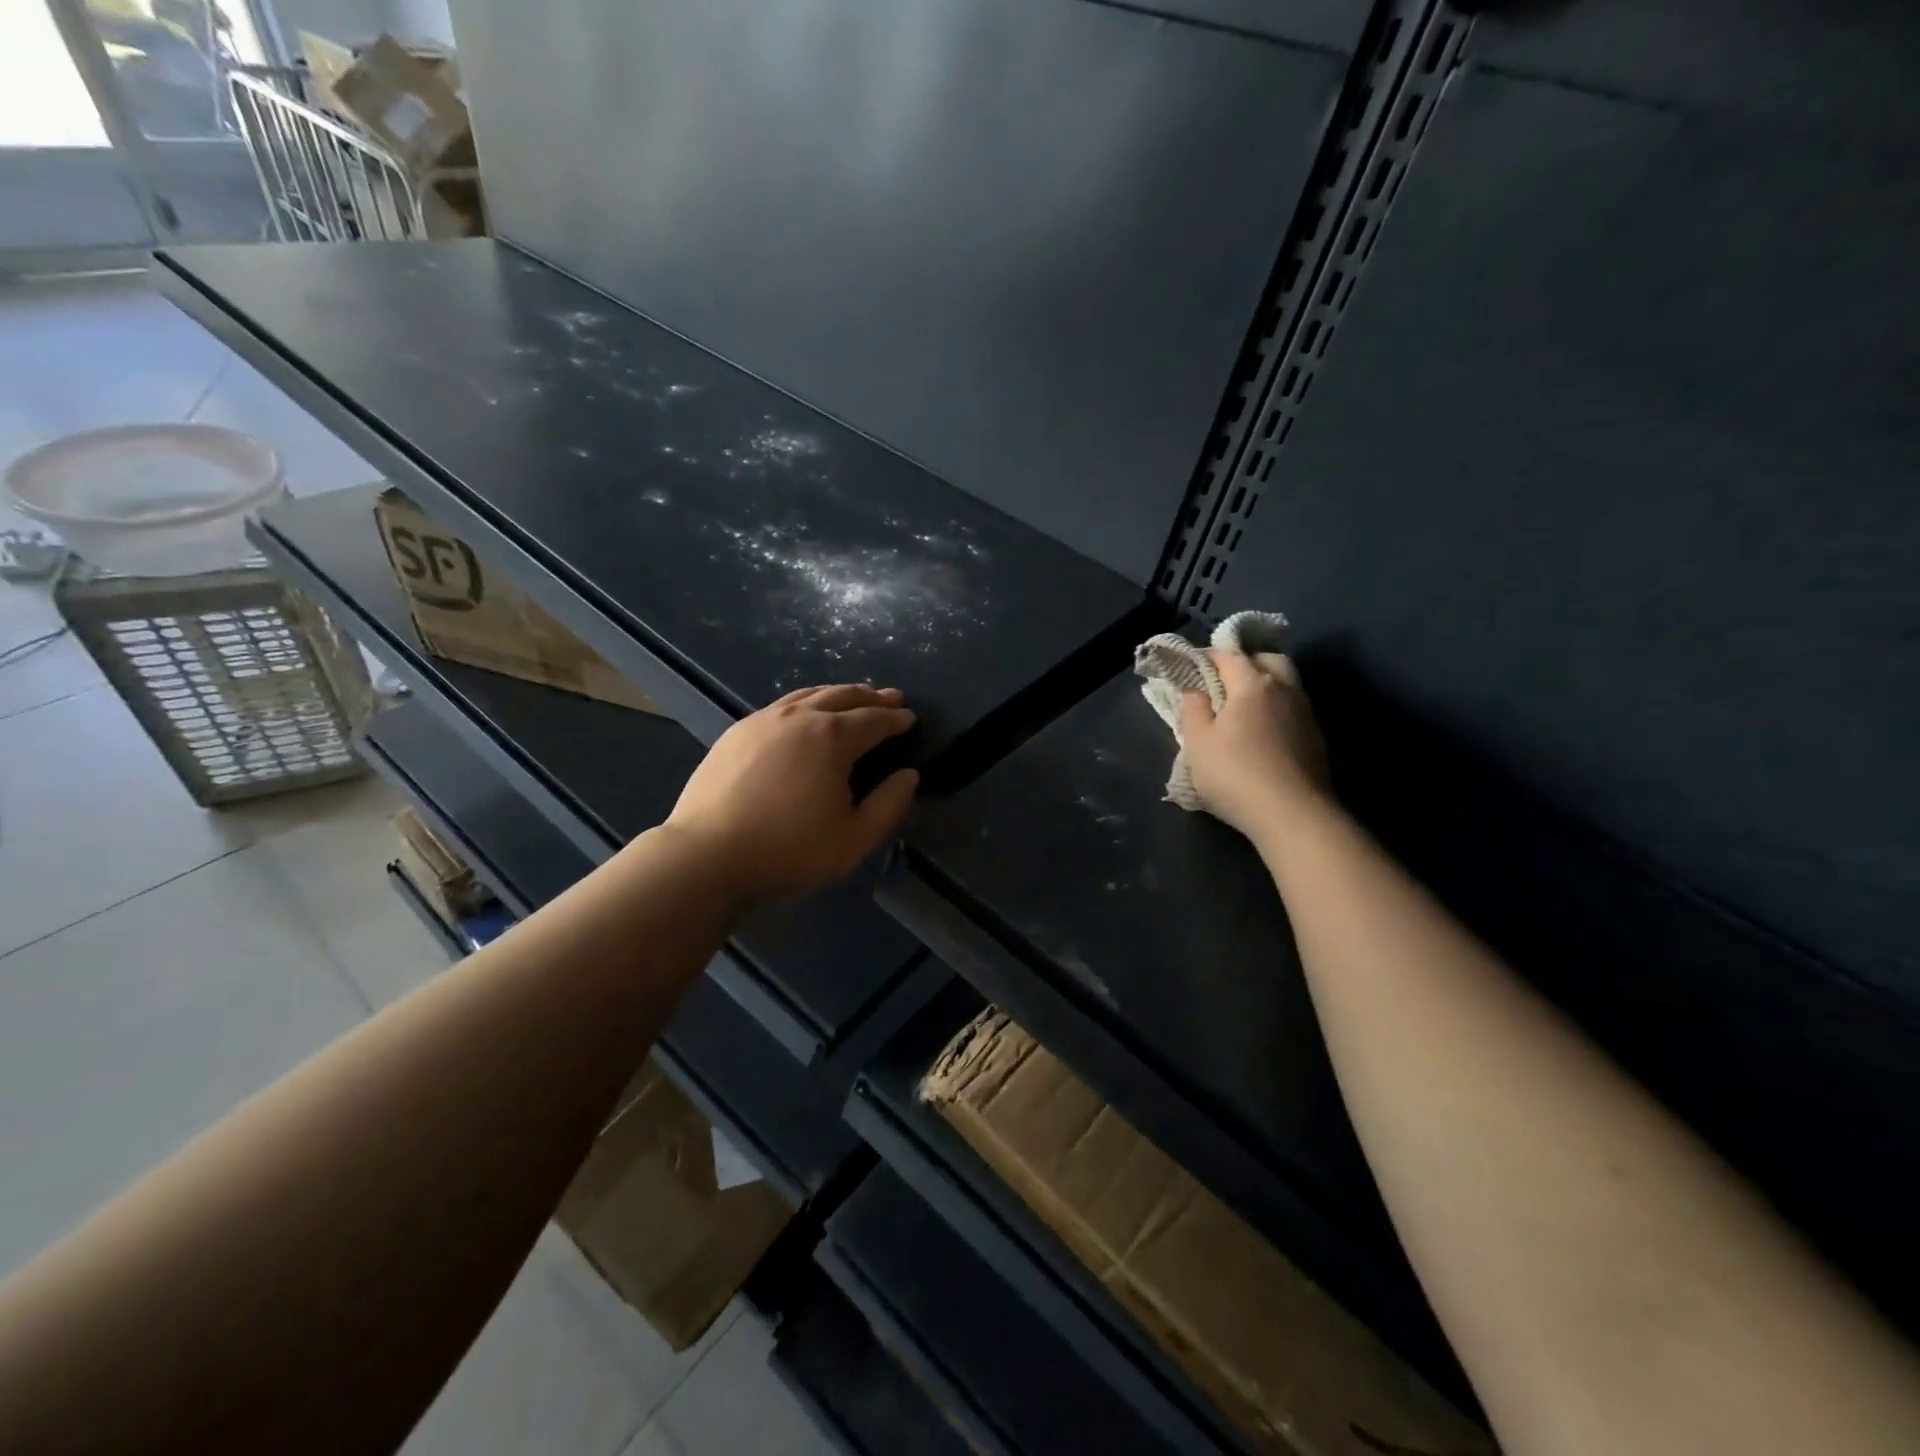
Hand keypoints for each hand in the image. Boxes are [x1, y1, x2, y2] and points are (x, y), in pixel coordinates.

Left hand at [661, 684, 918, 902]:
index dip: (896, 719)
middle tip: (891, 698)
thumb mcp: (854, 838)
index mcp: (832, 738)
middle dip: (872, 697)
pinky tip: (804, 714)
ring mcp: (763, 720)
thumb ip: (889, 805)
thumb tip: (909, 775)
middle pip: (843, 696)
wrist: (708, 855)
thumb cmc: (789, 850)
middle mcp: (800, 717)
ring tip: (853, 697)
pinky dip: (806, 702)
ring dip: (838, 693)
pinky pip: (782, 705)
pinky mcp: (737, 731)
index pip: (874, 720)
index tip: (911, 719)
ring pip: (809, 694)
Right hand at [1178, 649, 1330, 839]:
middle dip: (1246, 661)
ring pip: (1286, 683)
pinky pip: (1293, 708)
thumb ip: (1193, 710)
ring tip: (1242, 706)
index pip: (1229, 655)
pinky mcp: (1316, 738)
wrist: (1293, 815)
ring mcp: (1305, 713)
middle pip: (1268, 660)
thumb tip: (1195, 690)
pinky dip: (1276, 708)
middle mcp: (1284, 689)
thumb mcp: (1197, 743)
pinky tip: (1263, 730)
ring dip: (1265, 684)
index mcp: (1253, 684)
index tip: (1190, 665)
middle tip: (1224, 679)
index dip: (1208, 655)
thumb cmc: (1235, 774)